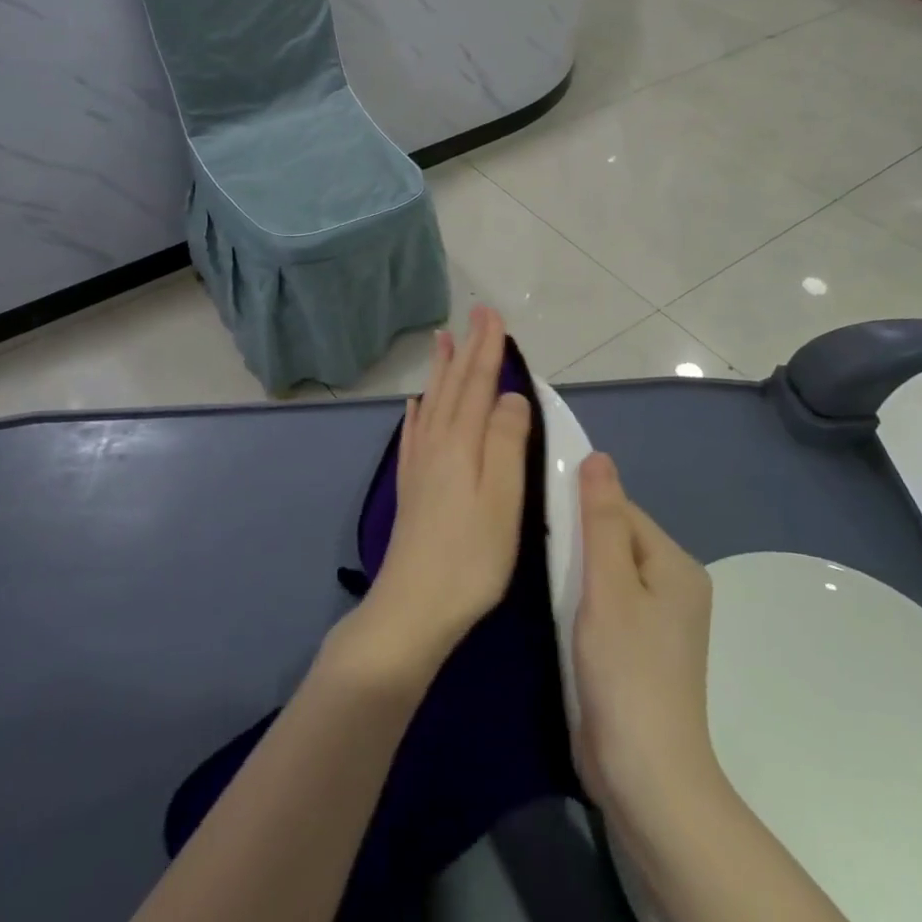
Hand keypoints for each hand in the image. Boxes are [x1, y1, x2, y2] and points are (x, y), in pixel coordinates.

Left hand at [341, 306, 530, 682]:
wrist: (413, 607)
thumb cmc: (471, 556)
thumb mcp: (504, 499)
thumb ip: (507, 441)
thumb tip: (510, 395)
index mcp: (463, 442)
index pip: (479, 383)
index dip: (488, 348)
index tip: (492, 314)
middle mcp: (437, 443)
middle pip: (454, 386)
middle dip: (467, 348)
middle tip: (474, 315)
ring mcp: (420, 464)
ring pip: (433, 402)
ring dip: (441, 370)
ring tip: (443, 341)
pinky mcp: (411, 486)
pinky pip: (413, 433)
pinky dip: (417, 411)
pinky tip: (415, 404)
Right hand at [571, 452, 719, 824]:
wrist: (645, 777)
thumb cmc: (626, 671)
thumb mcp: (608, 586)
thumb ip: (601, 519)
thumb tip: (599, 456)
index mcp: (677, 565)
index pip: (622, 512)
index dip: (581, 510)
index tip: (541, 518)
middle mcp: (676, 587)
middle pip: (616, 540)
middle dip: (578, 542)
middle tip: (535, 548)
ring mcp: (660, 623)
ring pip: (608, 574)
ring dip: (577, 573)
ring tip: (541, 575)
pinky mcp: (640, 651)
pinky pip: (608, 604)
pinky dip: (582, 601)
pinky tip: (556, 608)